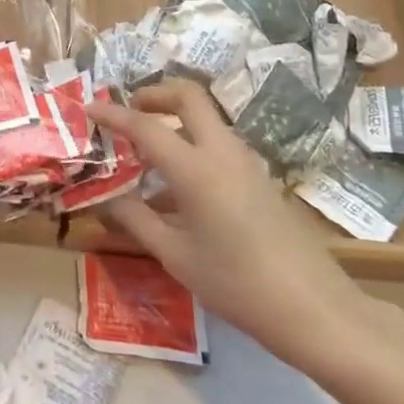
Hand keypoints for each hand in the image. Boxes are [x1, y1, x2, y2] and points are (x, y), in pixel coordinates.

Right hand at [89, 80, 381, 373]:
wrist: (314, 309)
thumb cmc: (237, 284)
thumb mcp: (176, 257)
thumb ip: (137, 221)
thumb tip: (107, 201)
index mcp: (196, 168)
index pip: (145, 126)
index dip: (114, 114)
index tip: (89, 108)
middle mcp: (222, 152)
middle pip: (189, 96)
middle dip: (155, 94)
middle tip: (129, 112)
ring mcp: (246, 162)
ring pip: (207, 119)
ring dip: (175, 119)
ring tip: (147, 150)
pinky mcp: (260, 178)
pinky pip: (219, 143)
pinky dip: (193, 144)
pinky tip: (178, 186)